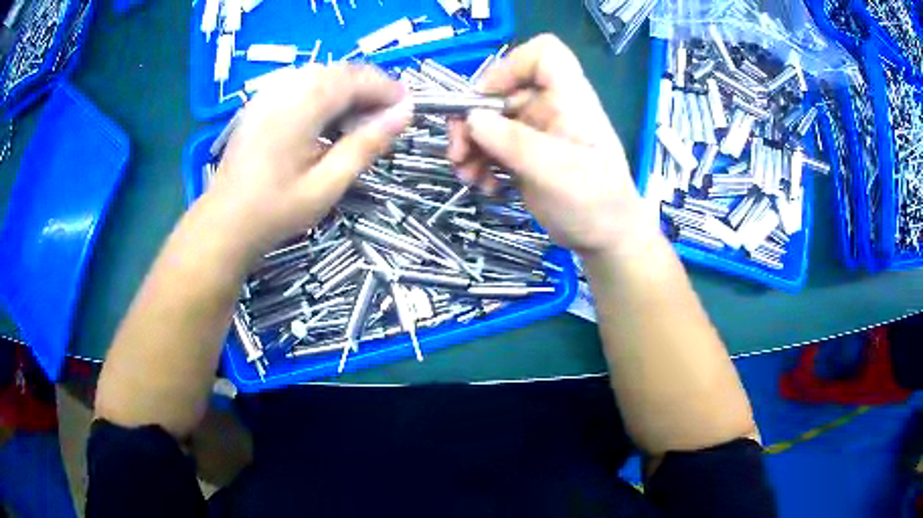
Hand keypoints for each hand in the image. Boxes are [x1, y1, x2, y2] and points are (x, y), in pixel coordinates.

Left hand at [209, 64, 412, 252]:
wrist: (224, 223)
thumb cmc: (275, 211)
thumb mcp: (327, 184)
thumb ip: (366, 144)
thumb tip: (404, 114)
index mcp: (301, 106)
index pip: (355, 79)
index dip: (387, 89)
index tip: (408, 108)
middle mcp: (284, 89)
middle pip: (339, 72)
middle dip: (369, 88)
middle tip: (387, 118)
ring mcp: (269, 94)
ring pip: (320, 75)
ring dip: (347, 90)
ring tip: (361, 120)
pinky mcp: (261, 104)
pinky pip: (301, 85)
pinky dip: (324, 94)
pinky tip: (327, 120)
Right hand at [448, 34, 650, 256]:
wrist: (606, 239)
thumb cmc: (595, 203)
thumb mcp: (556, 171)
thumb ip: (514, 142)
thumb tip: (472, 118)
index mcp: (570, 100)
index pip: (544, 55)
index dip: (511, 66)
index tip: (487, 98)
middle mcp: (551, 108)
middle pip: (503, 91)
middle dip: (474, 119)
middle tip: (457, 150)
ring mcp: (537, 132)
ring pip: (491, 121)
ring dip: (472, 145)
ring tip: (467, 175)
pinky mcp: (526, 155)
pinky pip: (493, 147)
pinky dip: (481, 163)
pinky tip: (483, 185)